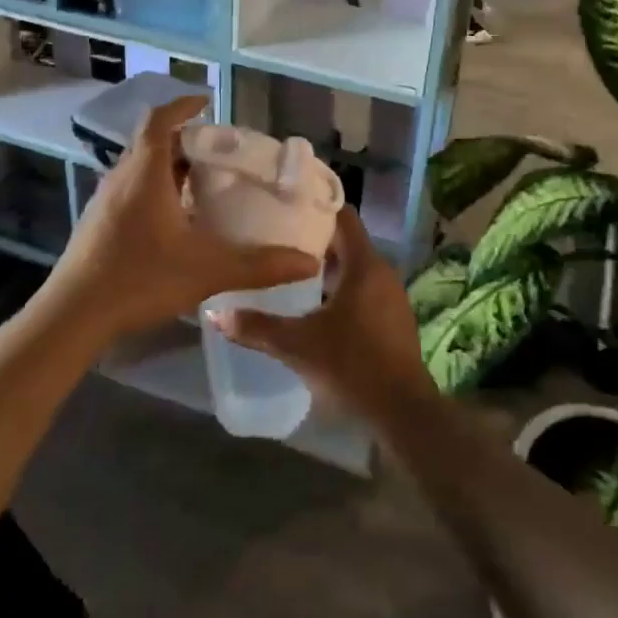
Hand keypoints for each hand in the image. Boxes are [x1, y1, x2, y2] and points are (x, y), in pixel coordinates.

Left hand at [46, 96, 318, 342]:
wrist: (73, 316)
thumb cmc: (138, 279)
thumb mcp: (207, 270)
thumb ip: (259, 265)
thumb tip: (309, 262)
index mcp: (144, 174)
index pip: (159, 120)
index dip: (182, 106)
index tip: (206, 102)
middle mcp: (121, 178)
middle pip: (151, 142)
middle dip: (184, 140)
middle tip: (218, 151)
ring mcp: (104, 201)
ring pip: (139, 168)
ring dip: (168, 166)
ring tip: (201, 182)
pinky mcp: (97, 224)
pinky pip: (130, 190)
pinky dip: (154, 189)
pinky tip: (174, 220)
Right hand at [209, 207, 434, 420]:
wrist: (402, 411)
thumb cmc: (352, 365)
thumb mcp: (298, 345)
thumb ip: (257, 327)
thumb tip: (215, 312)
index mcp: (365, 265)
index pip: (345, 218)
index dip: (319, 207)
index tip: (289, 205)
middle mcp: (382, 272)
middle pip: (348, 242)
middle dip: (316, 240)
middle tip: (279, 239)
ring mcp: (391, 297)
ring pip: (356, 268)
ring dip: (328, 267)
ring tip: (290, 270)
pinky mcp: (393, 319)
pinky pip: (364, 290)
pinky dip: (341, 289)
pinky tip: (315, 305)